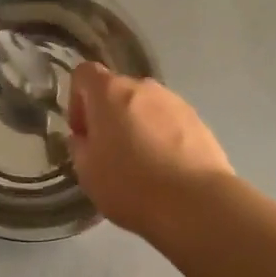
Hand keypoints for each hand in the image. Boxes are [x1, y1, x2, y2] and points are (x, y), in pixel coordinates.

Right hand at [67, 64, 232, 236]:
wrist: (196, 203)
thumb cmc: (131, 184)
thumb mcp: (87, 172)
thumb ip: (79, 145)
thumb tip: (85, 137)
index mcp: (110, 91)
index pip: (84, 73)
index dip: (76, 100)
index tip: (83, 133)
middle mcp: (143, 86)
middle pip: (117, 91)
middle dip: (109, 116)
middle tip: (109, 153)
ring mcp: (175, 101)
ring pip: (145, 107)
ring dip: (137, 126)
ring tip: (141, 164)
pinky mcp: (198, 120)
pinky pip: (170, 122)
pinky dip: (162, 137)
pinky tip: (166, 169)